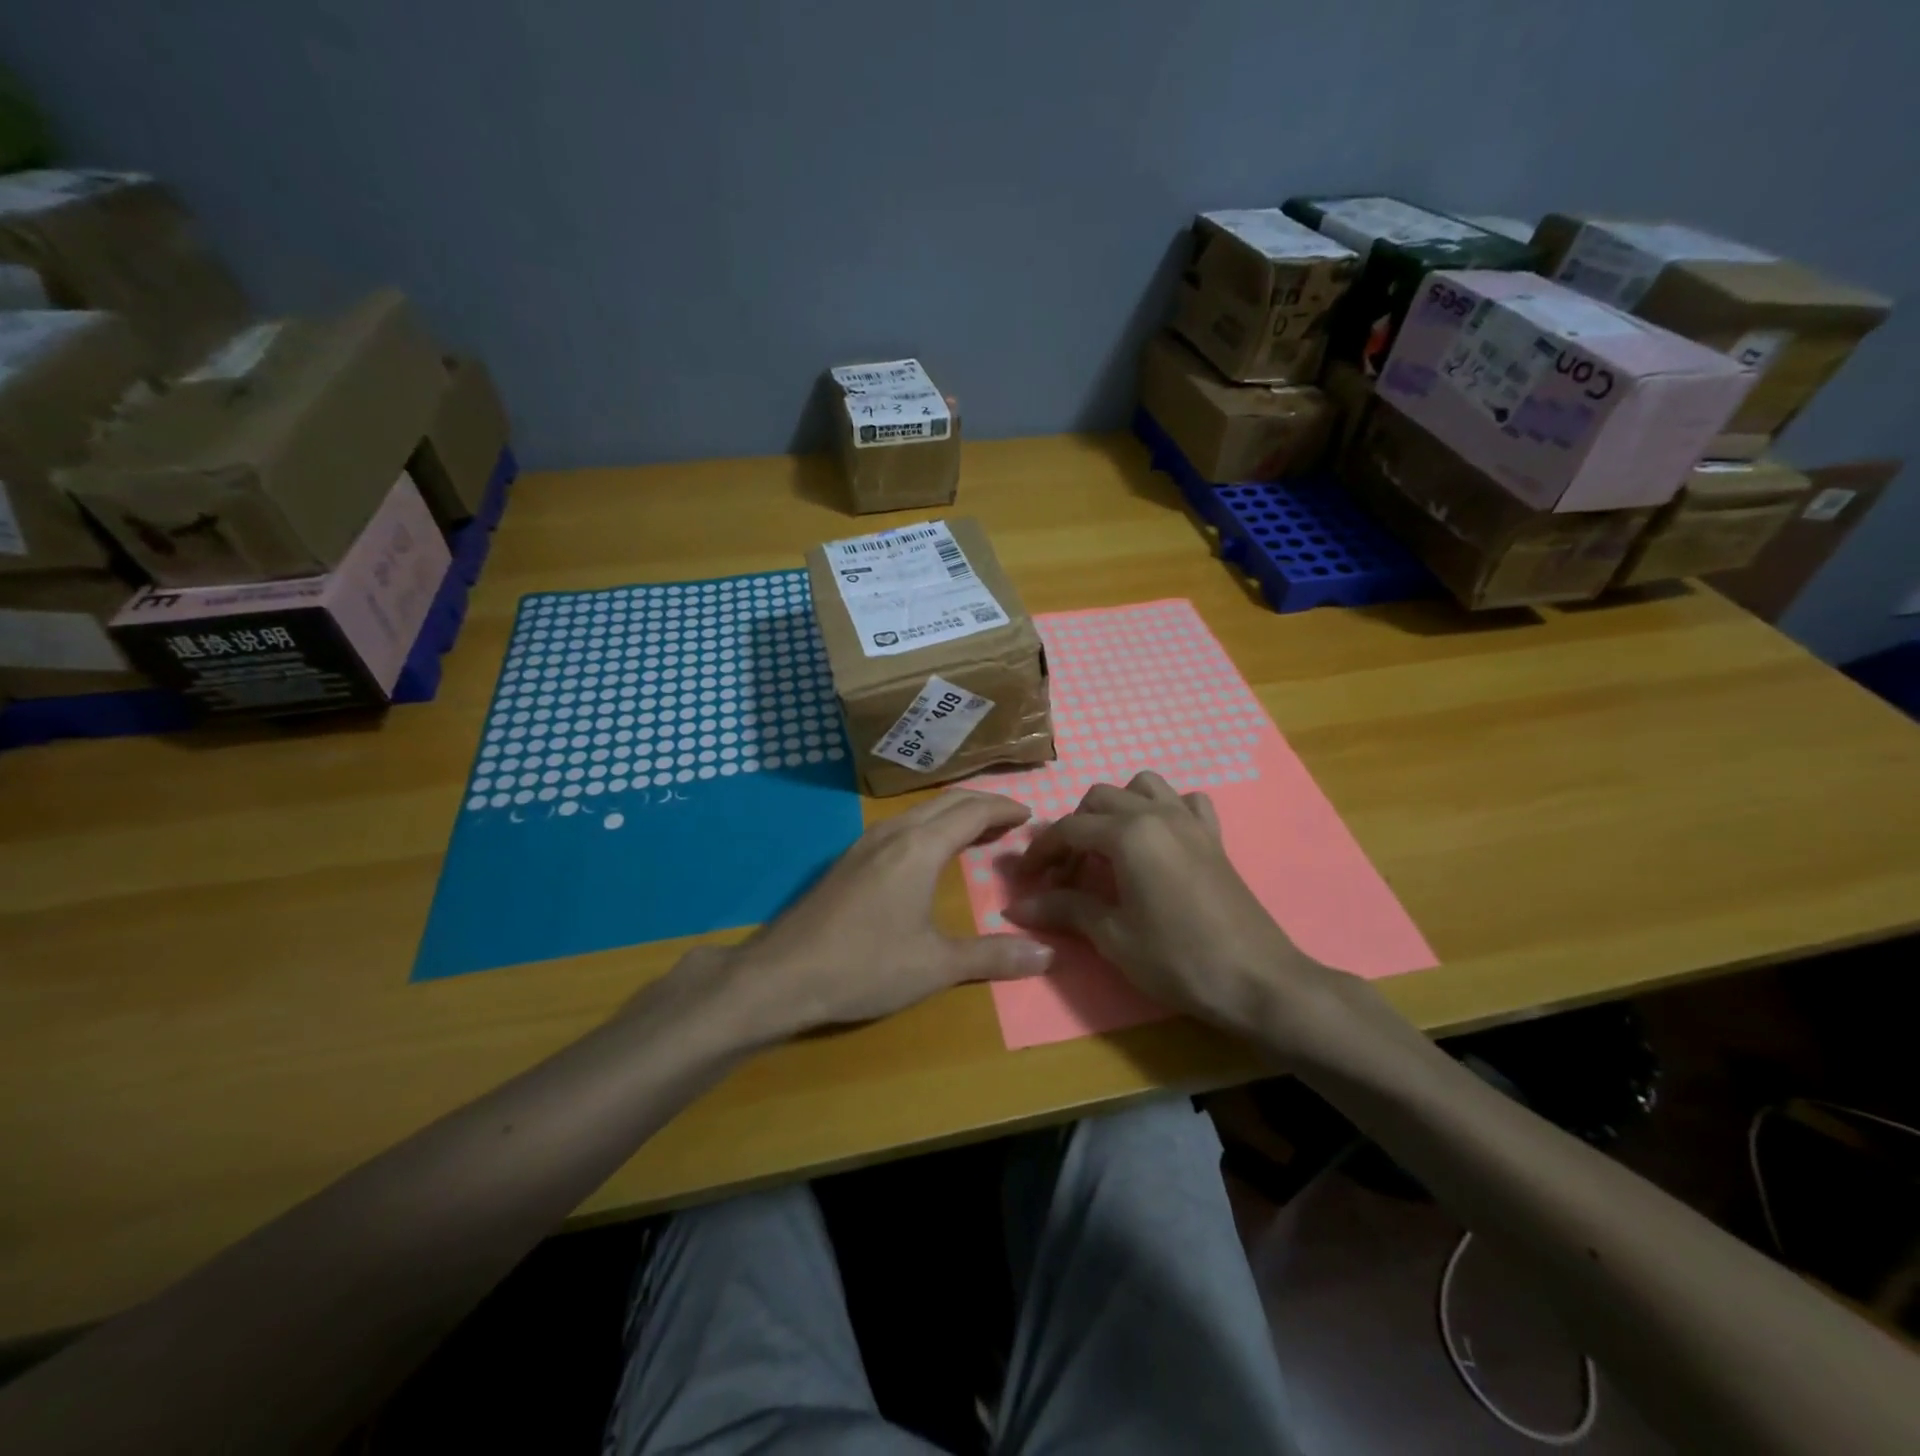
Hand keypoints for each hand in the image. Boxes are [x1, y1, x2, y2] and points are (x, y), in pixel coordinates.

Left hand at [679, 790, 1053, 1041]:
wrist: (781, 975)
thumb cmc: (865, 967)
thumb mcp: (936, 966)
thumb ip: (993, 957)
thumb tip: (1047, 953)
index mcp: (920, 847)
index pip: (972, 811)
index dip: (1003, 808)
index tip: (1029, 814)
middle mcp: (893, 833)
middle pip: (946, 802)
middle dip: (982, 804)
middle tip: (1010, 818)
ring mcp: (864, 844)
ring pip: (919, 811)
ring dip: (953, 813)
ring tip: (976, 830)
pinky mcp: (847, 860)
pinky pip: (899, 825)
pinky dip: (928, 825)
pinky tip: (926, 851)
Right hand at [1003, 772, 1352, 1046]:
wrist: (1257, 980)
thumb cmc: (1177, 959)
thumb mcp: (1113, 937)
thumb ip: (1065, 909)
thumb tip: (1017, 906)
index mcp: (1128, 833)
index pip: (1069, 828)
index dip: (1041, 852)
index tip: (1025, 879)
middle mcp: (1157, 813)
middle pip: (1100, 799)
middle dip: (1074, 829)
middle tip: (1065, 873)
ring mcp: (1190, 821)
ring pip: (1142, 787)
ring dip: (1117, 807)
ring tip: (1108, 848)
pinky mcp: (1214, 837)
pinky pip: (1185, 802)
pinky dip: (1165, 810)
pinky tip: (1159, 841)